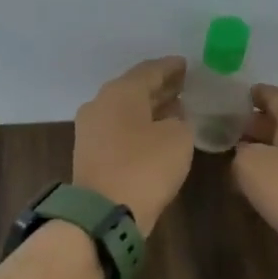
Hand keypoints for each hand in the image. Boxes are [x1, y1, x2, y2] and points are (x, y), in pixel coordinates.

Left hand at [73, 56, 194, 232]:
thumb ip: (179, 120)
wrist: (104, 213)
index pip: (150, 70)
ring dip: (150, 108)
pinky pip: (119, 130)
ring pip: (126, 110)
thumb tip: (171, 119)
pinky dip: (139, 127)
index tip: (187, 65)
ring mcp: (91, 130)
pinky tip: (157, 133)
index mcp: (120, 91)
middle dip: (160, 87)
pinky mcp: (90, 154)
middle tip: (184, 85)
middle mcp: (100, 104)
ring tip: (175, 108)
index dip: (171, 67)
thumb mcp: (178, 138)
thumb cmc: (145, 167)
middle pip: (134, 89)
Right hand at [232, 84, 277, 241]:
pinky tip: (259, 183)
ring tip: (240, 156)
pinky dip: (277, 171)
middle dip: (258, 123)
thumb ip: (241, 152)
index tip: (241, 95)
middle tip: (232, 128)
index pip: (277, 96)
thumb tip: (246, 153)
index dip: (258, 94)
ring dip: (267, 149)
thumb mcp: (249, 164)